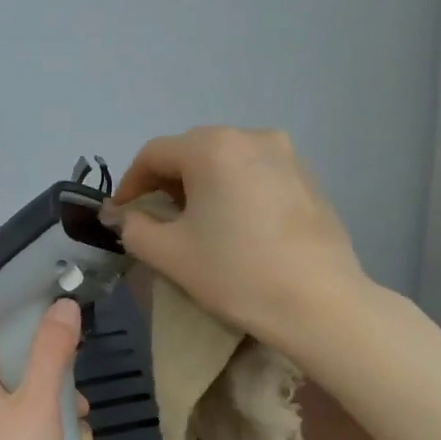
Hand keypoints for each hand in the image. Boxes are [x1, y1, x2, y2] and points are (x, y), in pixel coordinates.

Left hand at [0, 299, 89, 439]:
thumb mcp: (39, 399)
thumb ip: (52, 351)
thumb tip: (64, 303)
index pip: (4, 352)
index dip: (37, 353)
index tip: (68, 364)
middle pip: (24, 388)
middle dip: (60, 400)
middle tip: (79, 412)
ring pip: (33, 422)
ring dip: (65, 432)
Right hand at [108, 126, 364, 348]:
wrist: (319, 303)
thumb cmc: (235, 273)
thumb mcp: (169, 253)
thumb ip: (134, 227)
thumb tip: (124, 215)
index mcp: (212, 148)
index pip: (153, 154)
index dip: (130, 183)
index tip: (122, 214)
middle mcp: (250, 136)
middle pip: (191, 150)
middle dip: (166, 181)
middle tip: (156, 218)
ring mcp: (286, 154)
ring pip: (226, 159)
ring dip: (201, 183)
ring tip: (196, 221)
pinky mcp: (308, 177)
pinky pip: (255, 172)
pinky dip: (234, 189)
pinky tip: (235, 224)